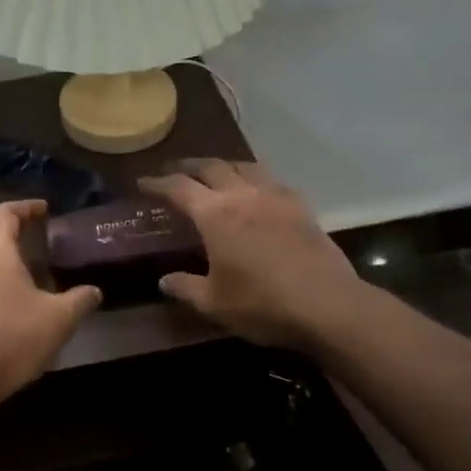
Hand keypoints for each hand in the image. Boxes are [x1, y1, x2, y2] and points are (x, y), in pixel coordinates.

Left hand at [0, 199, 101, 417]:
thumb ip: (79, 300)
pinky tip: (11, 298)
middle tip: (35, 233)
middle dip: (8, 225)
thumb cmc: (10, 338)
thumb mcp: (58, 320)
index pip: (4, 213)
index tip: (45, 210)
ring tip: (27, 266)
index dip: (25, 207)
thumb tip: (95, 291)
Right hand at [139, 160, 361, 350]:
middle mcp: (243, 195)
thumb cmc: (262, 304)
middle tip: (174, 171)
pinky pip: (271, 179)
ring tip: (214, 173)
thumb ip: (185, 288)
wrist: (327, 305)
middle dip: (188, 166)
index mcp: (215, 215)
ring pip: (244, 166)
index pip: (178, 187)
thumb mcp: (214, 303)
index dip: (157, 182)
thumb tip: (164, 280)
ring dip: (223, 165)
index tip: (143, 182)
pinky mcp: (300, 206)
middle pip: (211, 167)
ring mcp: (275, 196)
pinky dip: (253, 178)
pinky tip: (255, 191)